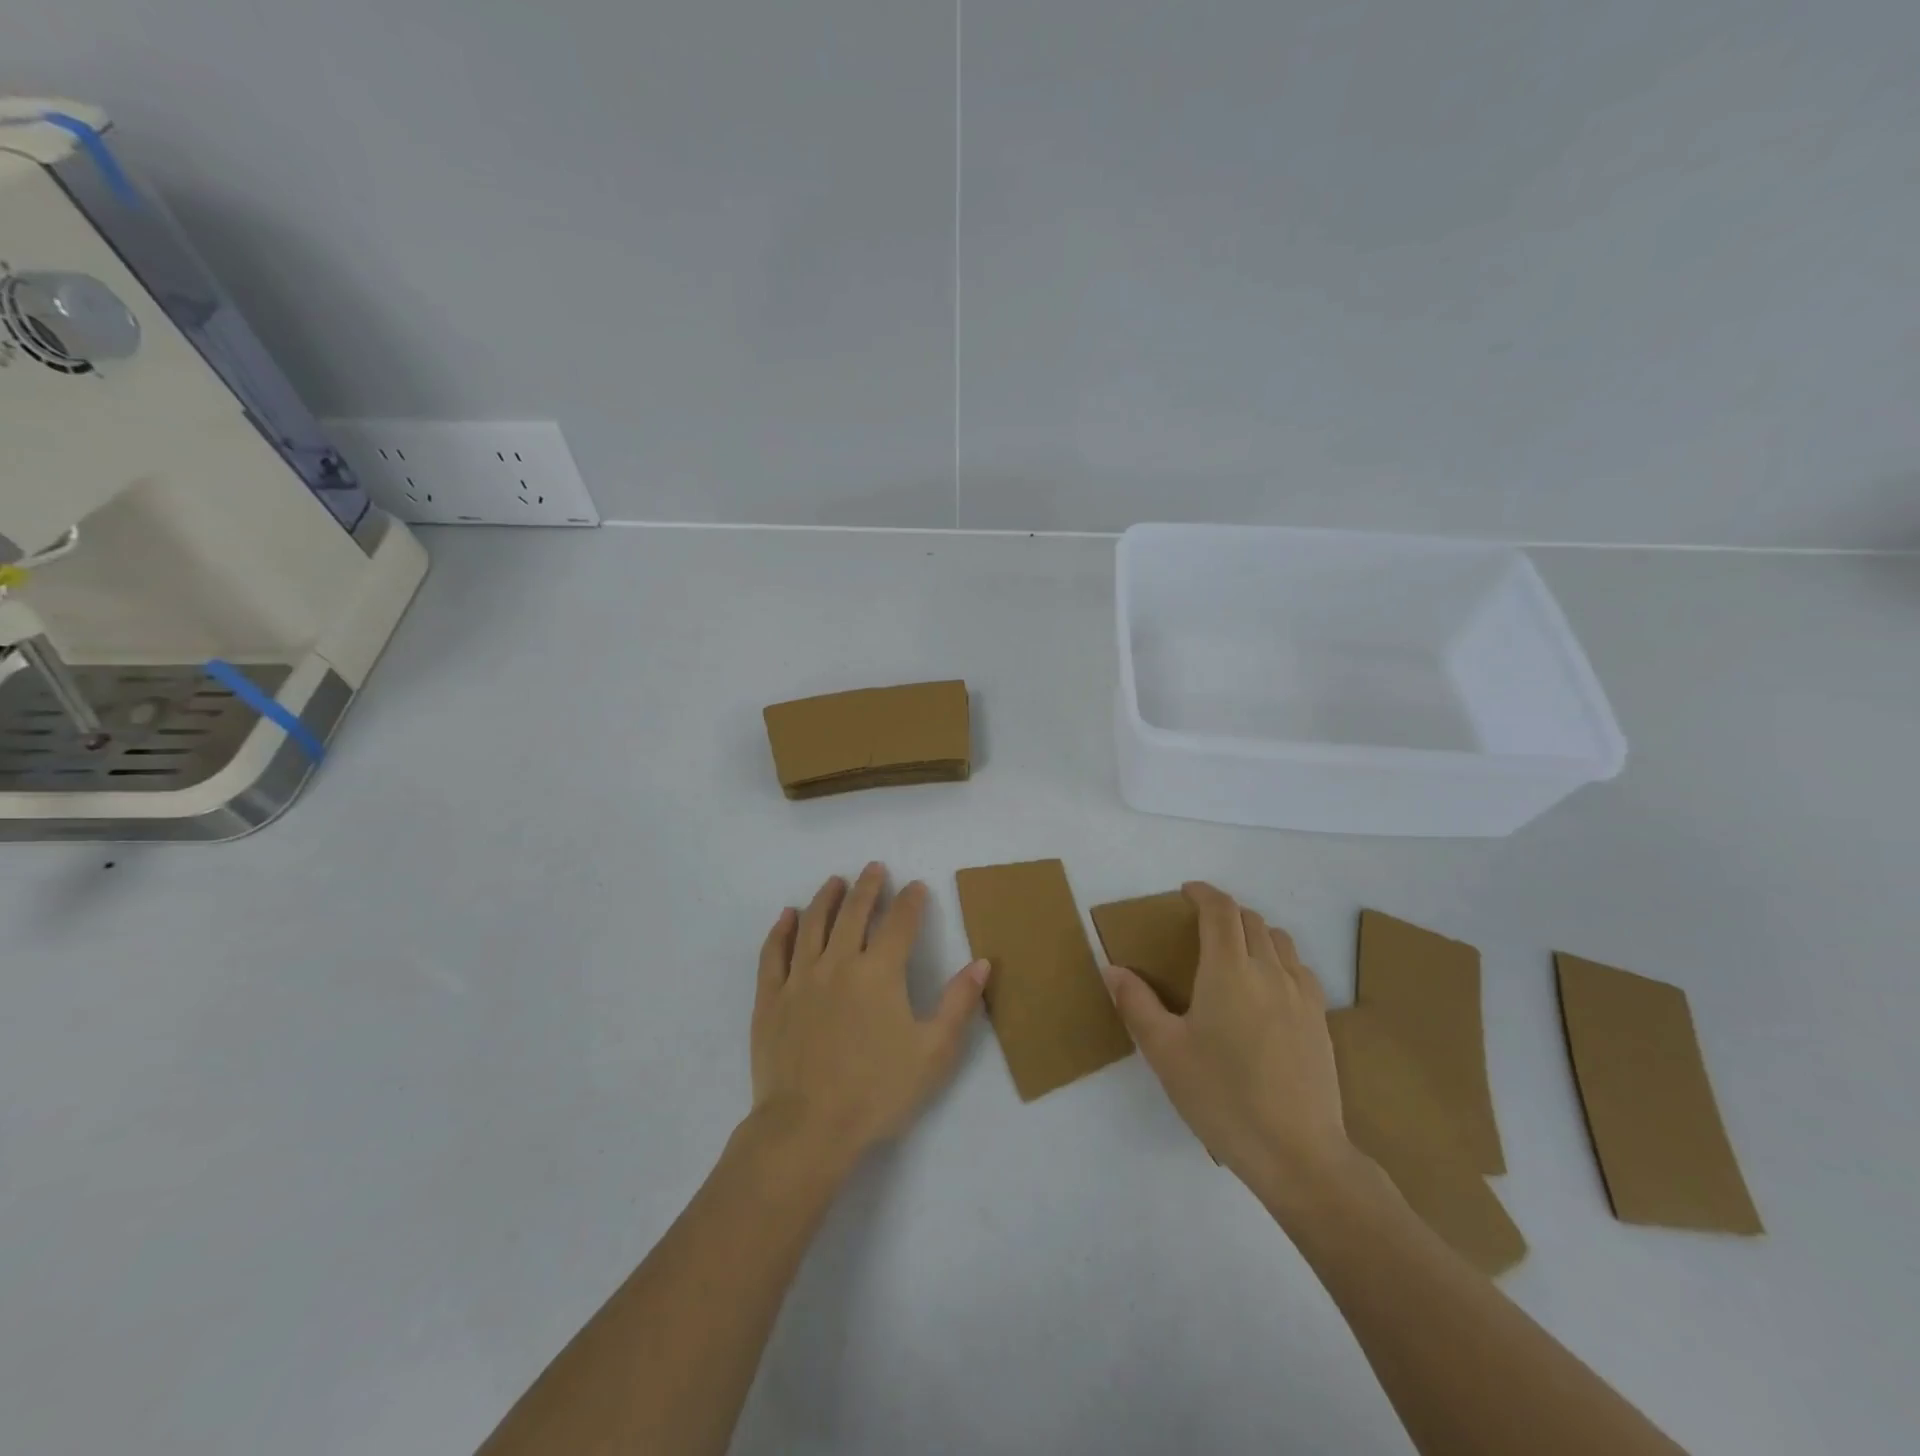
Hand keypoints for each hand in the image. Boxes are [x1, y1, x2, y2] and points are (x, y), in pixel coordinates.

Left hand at [751, 862, 988, 1167]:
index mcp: (879, 973)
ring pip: (812, 924)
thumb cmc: (877, 1092)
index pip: (899, 923)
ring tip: (836, 881)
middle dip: (868, 887)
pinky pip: (773, 953)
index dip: (911, 901)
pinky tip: (787, 916)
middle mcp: (838, 963)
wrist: (807, 1128)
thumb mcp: (934, 1052)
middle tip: (875, 868)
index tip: (917, 887)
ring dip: (826, 898)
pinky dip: (781, 930)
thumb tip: (982, 962)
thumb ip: (959, 1003)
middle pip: (853, 913)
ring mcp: (800, 979)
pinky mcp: (771, 999)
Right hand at [1104, 882, 1352, 1203]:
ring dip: (1254, 932)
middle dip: (1225, 912)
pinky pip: (1299, 969)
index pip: (1221, 910)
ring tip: (1234, 952)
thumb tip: (1112, 969)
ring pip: (1280, 941)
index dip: (1204, 893)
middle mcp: (1269, 970)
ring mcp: (1302, 995)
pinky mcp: (1320, 1021)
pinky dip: (1279, 960)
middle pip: (1251, 920)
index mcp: (1228, 970)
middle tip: (1200, 925)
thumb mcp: (1164, 1052)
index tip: (1186, 892)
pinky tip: (1267, 989)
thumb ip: (1136, 1004)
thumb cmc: (1222, 1097)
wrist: (1298, 1153)